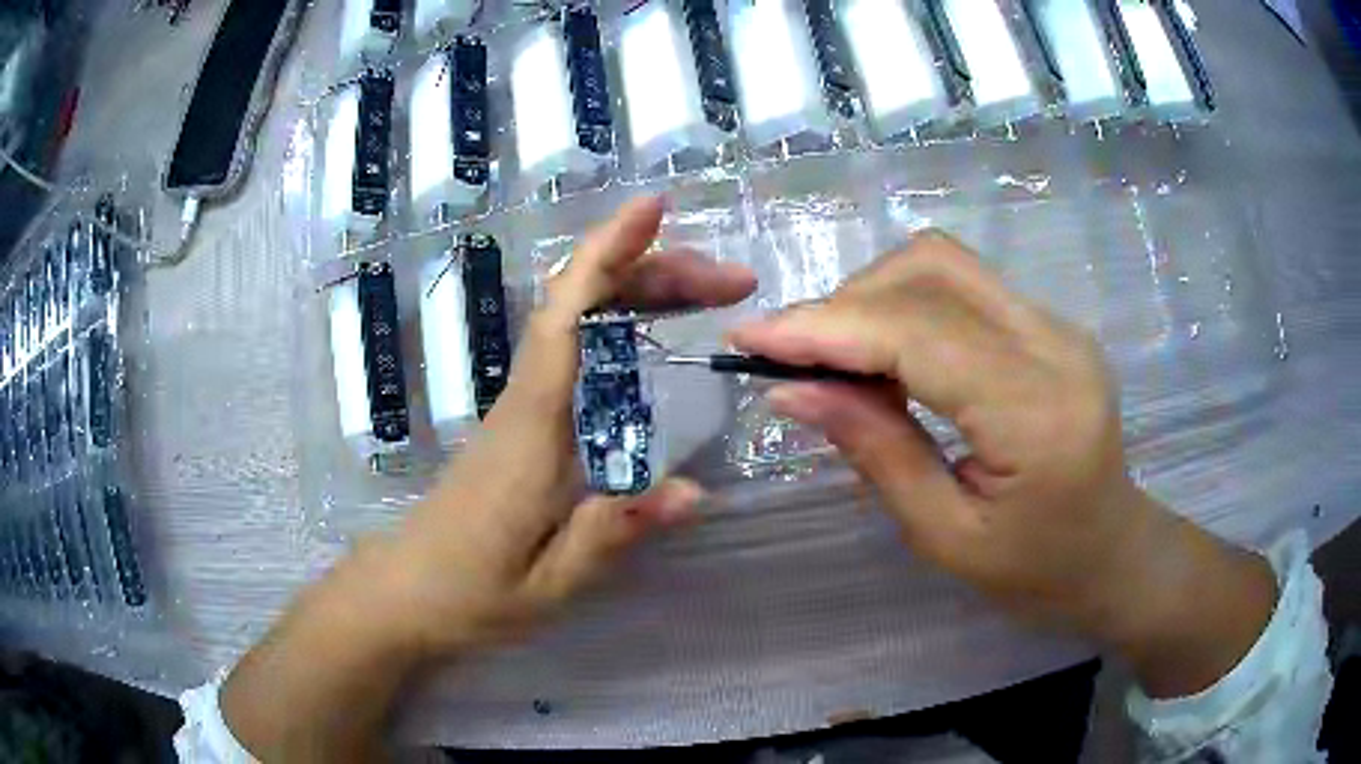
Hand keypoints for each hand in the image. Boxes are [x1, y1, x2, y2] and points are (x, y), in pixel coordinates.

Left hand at [362, 196, 756, 653]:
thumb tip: (696, 490)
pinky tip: (656, 337)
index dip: (606, 254)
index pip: (567, 319)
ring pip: (579, 322)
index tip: (652, 207)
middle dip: (654, 271)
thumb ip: (613, 533)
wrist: (404, 594)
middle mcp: (525, 402)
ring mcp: (522, 408)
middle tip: (733, 280)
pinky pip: (576, 353)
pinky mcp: (523, 424)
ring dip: (642, 292)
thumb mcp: (550, 584)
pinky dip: (620, 325)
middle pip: (581, 305)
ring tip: (709, 295)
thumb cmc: (470, 593)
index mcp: (530, 430)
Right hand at [730, 231, 1275, 696]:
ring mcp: (1057, 325)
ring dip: (873, 296)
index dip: (826, 326)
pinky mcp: (1048, 324)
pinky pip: (962, 287)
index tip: (748, 338)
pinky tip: (885, 355)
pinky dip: (905, 306)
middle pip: (929, 271)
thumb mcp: (946, 537)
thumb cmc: (1037, 573)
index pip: (918, 333)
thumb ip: (875, 452)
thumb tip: (792, 389)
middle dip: (845, 304)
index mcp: (1036, 413)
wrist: (1115, 554)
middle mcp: (1054, 344)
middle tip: (791, 357)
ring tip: (836, 358)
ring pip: (943, 264)